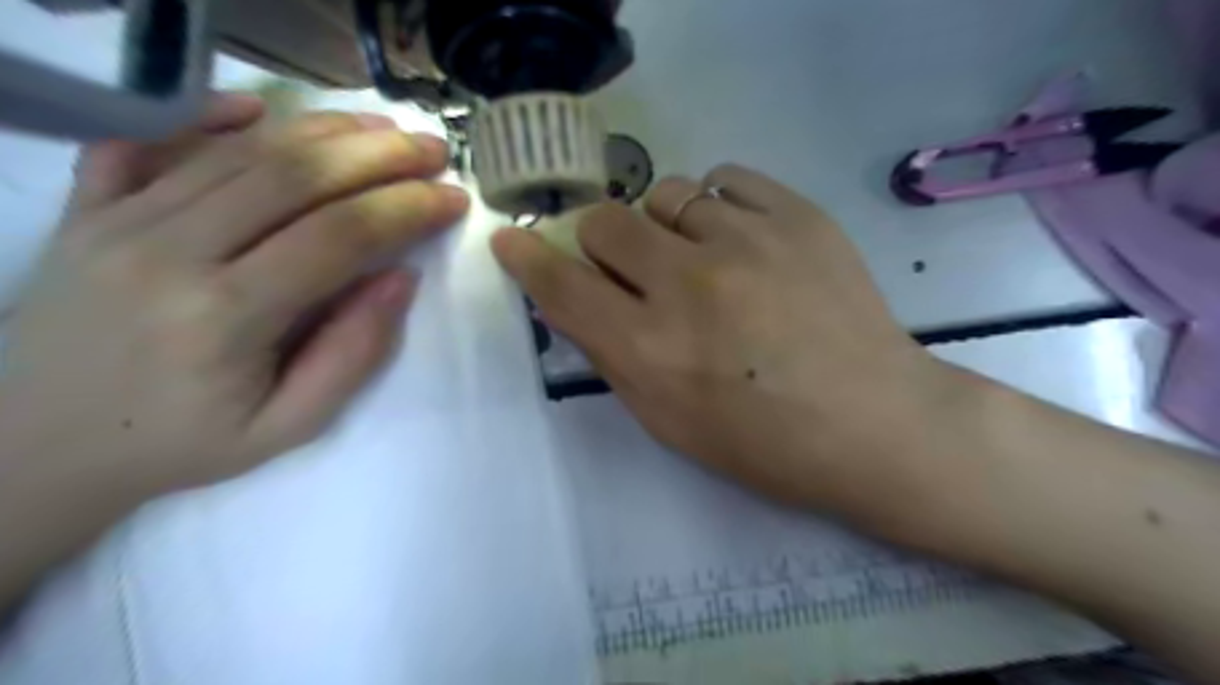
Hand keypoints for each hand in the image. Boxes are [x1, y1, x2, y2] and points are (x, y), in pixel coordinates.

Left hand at [0, 91, 468, 497]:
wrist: (36, 448)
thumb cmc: (183, 443)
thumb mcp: (289, 425)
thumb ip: (352, 353)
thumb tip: (402, 279)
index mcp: (226, 315)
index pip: (339, 235)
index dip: (407, 209)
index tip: (453, 198)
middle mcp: (169, 250)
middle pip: (294, 176)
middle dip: (378, 154)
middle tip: (431, 148)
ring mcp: (119, 221)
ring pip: (239, 151)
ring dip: (322, 131)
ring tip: (380, 128)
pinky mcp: (87, 209)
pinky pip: (149, 140)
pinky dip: (207, 114)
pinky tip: (257, 109)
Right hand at [494, 165, 951, 514]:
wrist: (873, 422)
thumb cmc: (763, 442)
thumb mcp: (667, 421)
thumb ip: (611, 355)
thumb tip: (573, 300)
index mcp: (650, 348)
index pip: (562, 285)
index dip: (527, 259)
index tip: (511, 241)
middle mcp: (688, 284)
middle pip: (605, 222)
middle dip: (602, 245)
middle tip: (633, 270)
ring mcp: (746, 240)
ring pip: (663, 194)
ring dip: (662, 226)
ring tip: (696, 258)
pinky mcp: (796, 215)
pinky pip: (725, 179)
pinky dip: (715, 205)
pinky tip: (735, 237)